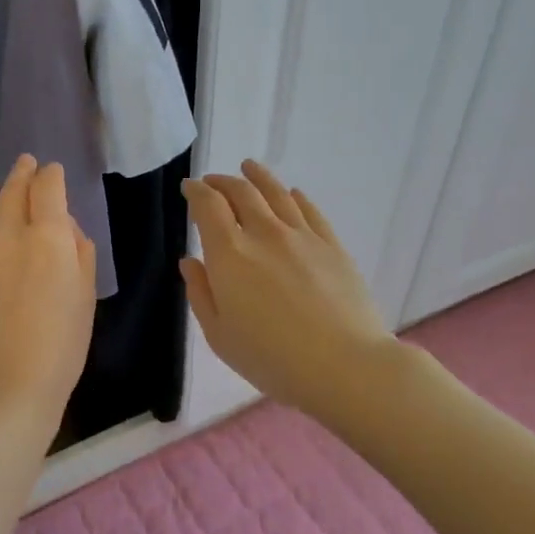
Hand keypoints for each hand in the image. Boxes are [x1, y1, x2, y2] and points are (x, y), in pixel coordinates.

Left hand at [0, 156, 96, 441]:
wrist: (6, 384)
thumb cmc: (59, 347)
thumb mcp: (85, 296)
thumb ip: (79, 252)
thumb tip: (66, 226)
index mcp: (49, 238)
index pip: (48, 187)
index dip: (51, 174)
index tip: (52, 173)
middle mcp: (7, 233)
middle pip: (13, 187)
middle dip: (23, 171)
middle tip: (26, 164)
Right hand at [181, 160, 390, 411]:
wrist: (344, 366)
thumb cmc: (272, 358)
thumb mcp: (219, 335)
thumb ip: (201, 293)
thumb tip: (191, 261)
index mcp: (229, 254)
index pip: (208, 206)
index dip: (196, 192)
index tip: (190, 188)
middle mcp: (264, 234)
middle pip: (241, 192)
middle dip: (222, 182)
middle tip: (213, 182)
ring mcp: (302, 236)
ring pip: (276, 192)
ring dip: (257, 177)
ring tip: (249, 167)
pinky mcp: (332, 245)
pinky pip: (309, 210)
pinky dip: (295, 196)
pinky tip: (291, 194)